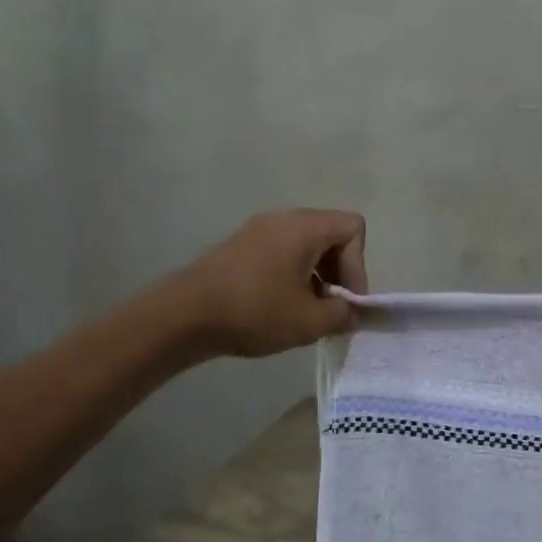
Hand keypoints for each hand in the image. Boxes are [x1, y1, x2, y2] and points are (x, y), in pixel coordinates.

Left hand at [144, 208, 368, 361]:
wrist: (182, 316)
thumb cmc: (254, 311)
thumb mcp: (310, 322)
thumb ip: (343, 315)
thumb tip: (351, 312)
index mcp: (304, 227)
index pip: (353, 228)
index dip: (358, 265)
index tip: (345, 299)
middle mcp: (282, 219)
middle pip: (330, 234)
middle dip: (339, 271)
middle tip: (331, 307)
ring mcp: (256, 230)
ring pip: (305, 244)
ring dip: (316, 275)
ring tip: (306, 310)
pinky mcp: (238, 246)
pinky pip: (280, 251)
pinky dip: (291, 274)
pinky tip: (278, 306)